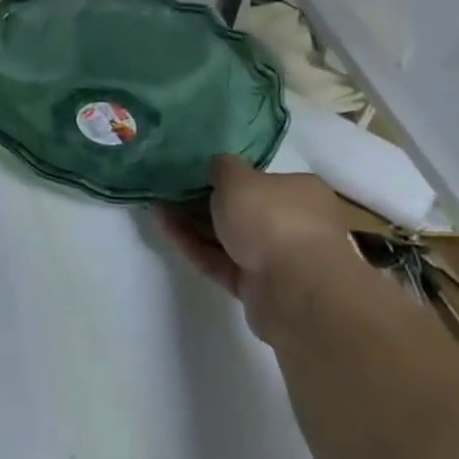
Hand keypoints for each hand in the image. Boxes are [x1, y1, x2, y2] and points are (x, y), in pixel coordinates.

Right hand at [154, 155, 357, 340]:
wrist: (295, 291)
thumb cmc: (272, 219)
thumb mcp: (237, 177)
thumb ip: (222, 167)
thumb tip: (217, 168)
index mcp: (302, 193)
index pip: (265, 180)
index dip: (232, 176)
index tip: (199, 172)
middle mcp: (295, 225)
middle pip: (244, 210)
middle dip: (206, 201)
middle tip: (171, 189)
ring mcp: (277, 259)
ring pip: (228, 237)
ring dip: (193, 223)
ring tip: (157, 206)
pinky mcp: (257, 288)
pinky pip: (219, 261)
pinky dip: (193, 245)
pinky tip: (162, 227)